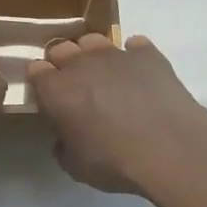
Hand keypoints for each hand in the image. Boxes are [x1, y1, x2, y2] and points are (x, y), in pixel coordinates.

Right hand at [26, 33, 206, 195]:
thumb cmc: (114, 161)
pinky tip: (140, 75)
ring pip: (93, 41)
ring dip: (93, 55)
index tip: (49, 98)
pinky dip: (133, 57)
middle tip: (76, 87)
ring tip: (106, 77)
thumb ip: (63, 147)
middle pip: (61, 48)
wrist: (170, 150)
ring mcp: (115, 54)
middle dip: (63, 63)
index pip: (36, 70)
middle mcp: (81, 63)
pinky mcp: (148, 54)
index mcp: (56, 89)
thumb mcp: (75, 166)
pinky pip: (134, 45)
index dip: (41, 83)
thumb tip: (64, 138)